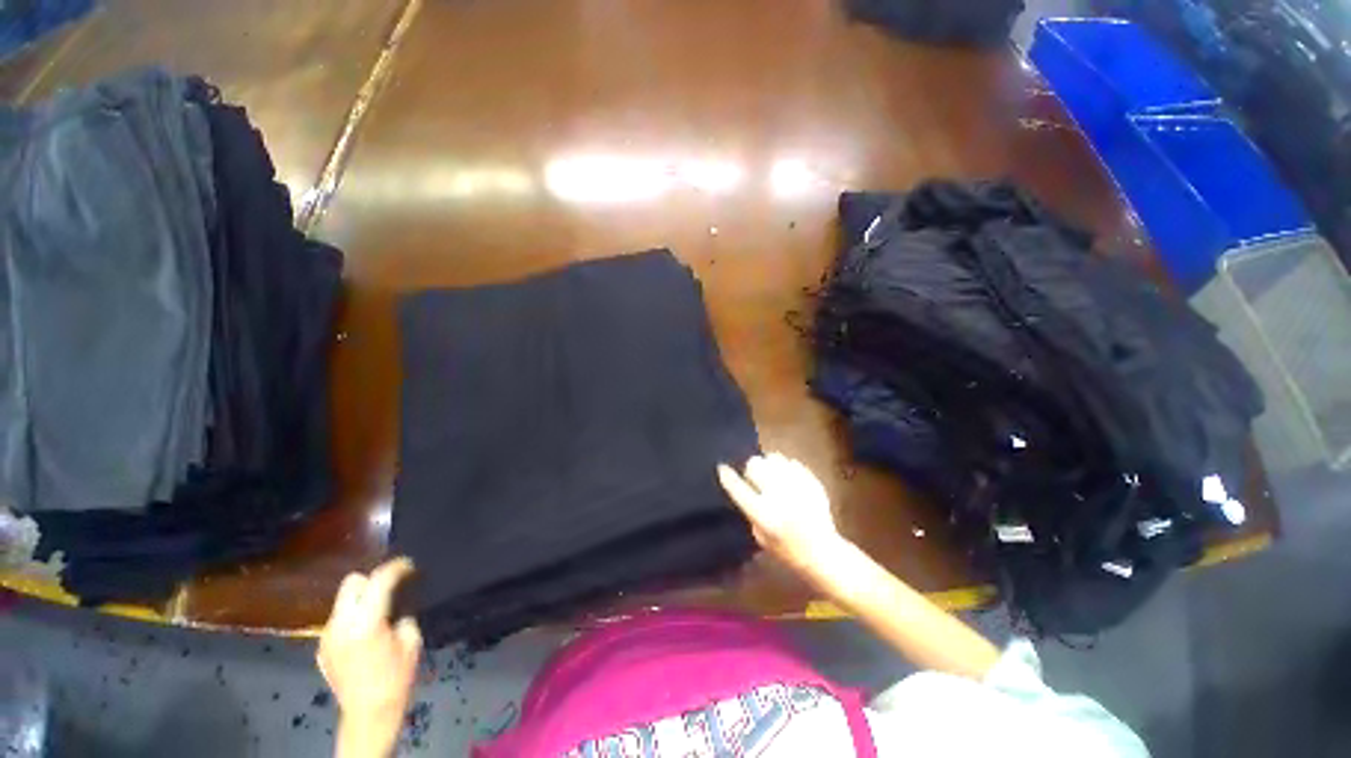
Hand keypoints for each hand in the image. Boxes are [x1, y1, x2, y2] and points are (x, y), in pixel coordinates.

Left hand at [318, 557, 422, 757]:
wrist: (369, 713)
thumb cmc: (396, 677)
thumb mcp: (411, 641)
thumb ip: (402, 615)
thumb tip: (399, 603)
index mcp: (366, 622)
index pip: (379, 580)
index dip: (396, 568)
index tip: (409, 565)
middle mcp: (341, 624)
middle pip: (352, 583)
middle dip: (372, 580)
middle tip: (390, 588)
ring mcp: (327, 636)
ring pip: (342, 601)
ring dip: (361, 599)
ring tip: (378, 611)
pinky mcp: (322, 647)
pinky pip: (338, 620)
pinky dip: (352, 617)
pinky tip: (365, 633)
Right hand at [718, 453, 843, 569]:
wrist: (823, 552)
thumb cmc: (788, 550)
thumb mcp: (761, 538)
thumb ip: (751, 512)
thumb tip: (748, 487)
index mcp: (764, 514)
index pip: (738, 488)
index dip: (728, 476)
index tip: (722, 468)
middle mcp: (778, 497)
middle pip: (755, 464)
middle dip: (751, 469)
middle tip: (755, 478)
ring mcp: (797, 486)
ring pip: (773, 458)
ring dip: (768, 465)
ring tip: (772, 476)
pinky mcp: (811, 481)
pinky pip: (791, 462)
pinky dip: (786, 467)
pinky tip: (788, 479)